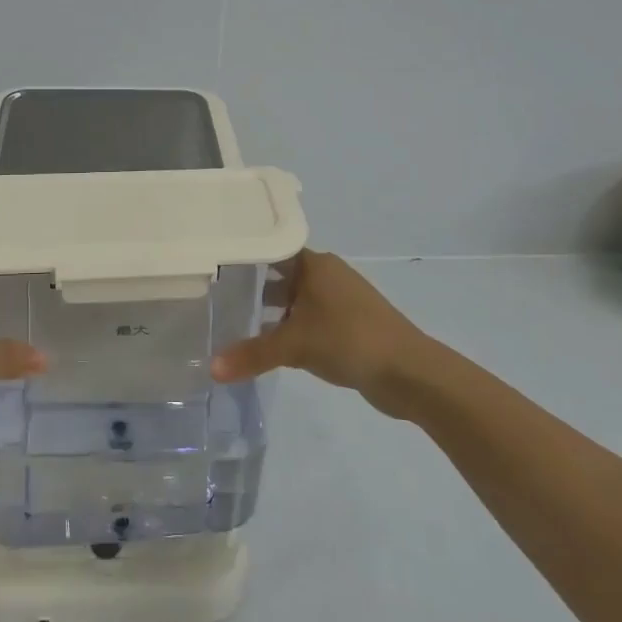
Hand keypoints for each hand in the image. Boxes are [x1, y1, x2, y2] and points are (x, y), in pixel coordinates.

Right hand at [210, 251, 426, 411]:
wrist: (409, 371)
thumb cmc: (348, 340)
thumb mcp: (294, 346)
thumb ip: (252, 354)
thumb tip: (211, 369)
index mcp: (314, 264)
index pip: (270, 249)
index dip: (243, 256)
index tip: (212, 264)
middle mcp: (327, 274)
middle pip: (281, 273)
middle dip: (252, 285)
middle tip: (216, 295)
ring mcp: (340, 299)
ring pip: (295, 298)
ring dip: (272, 309)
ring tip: (236, 321)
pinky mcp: (349, 323)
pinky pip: (309, 317)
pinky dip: (290, 326)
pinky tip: (271, 343)